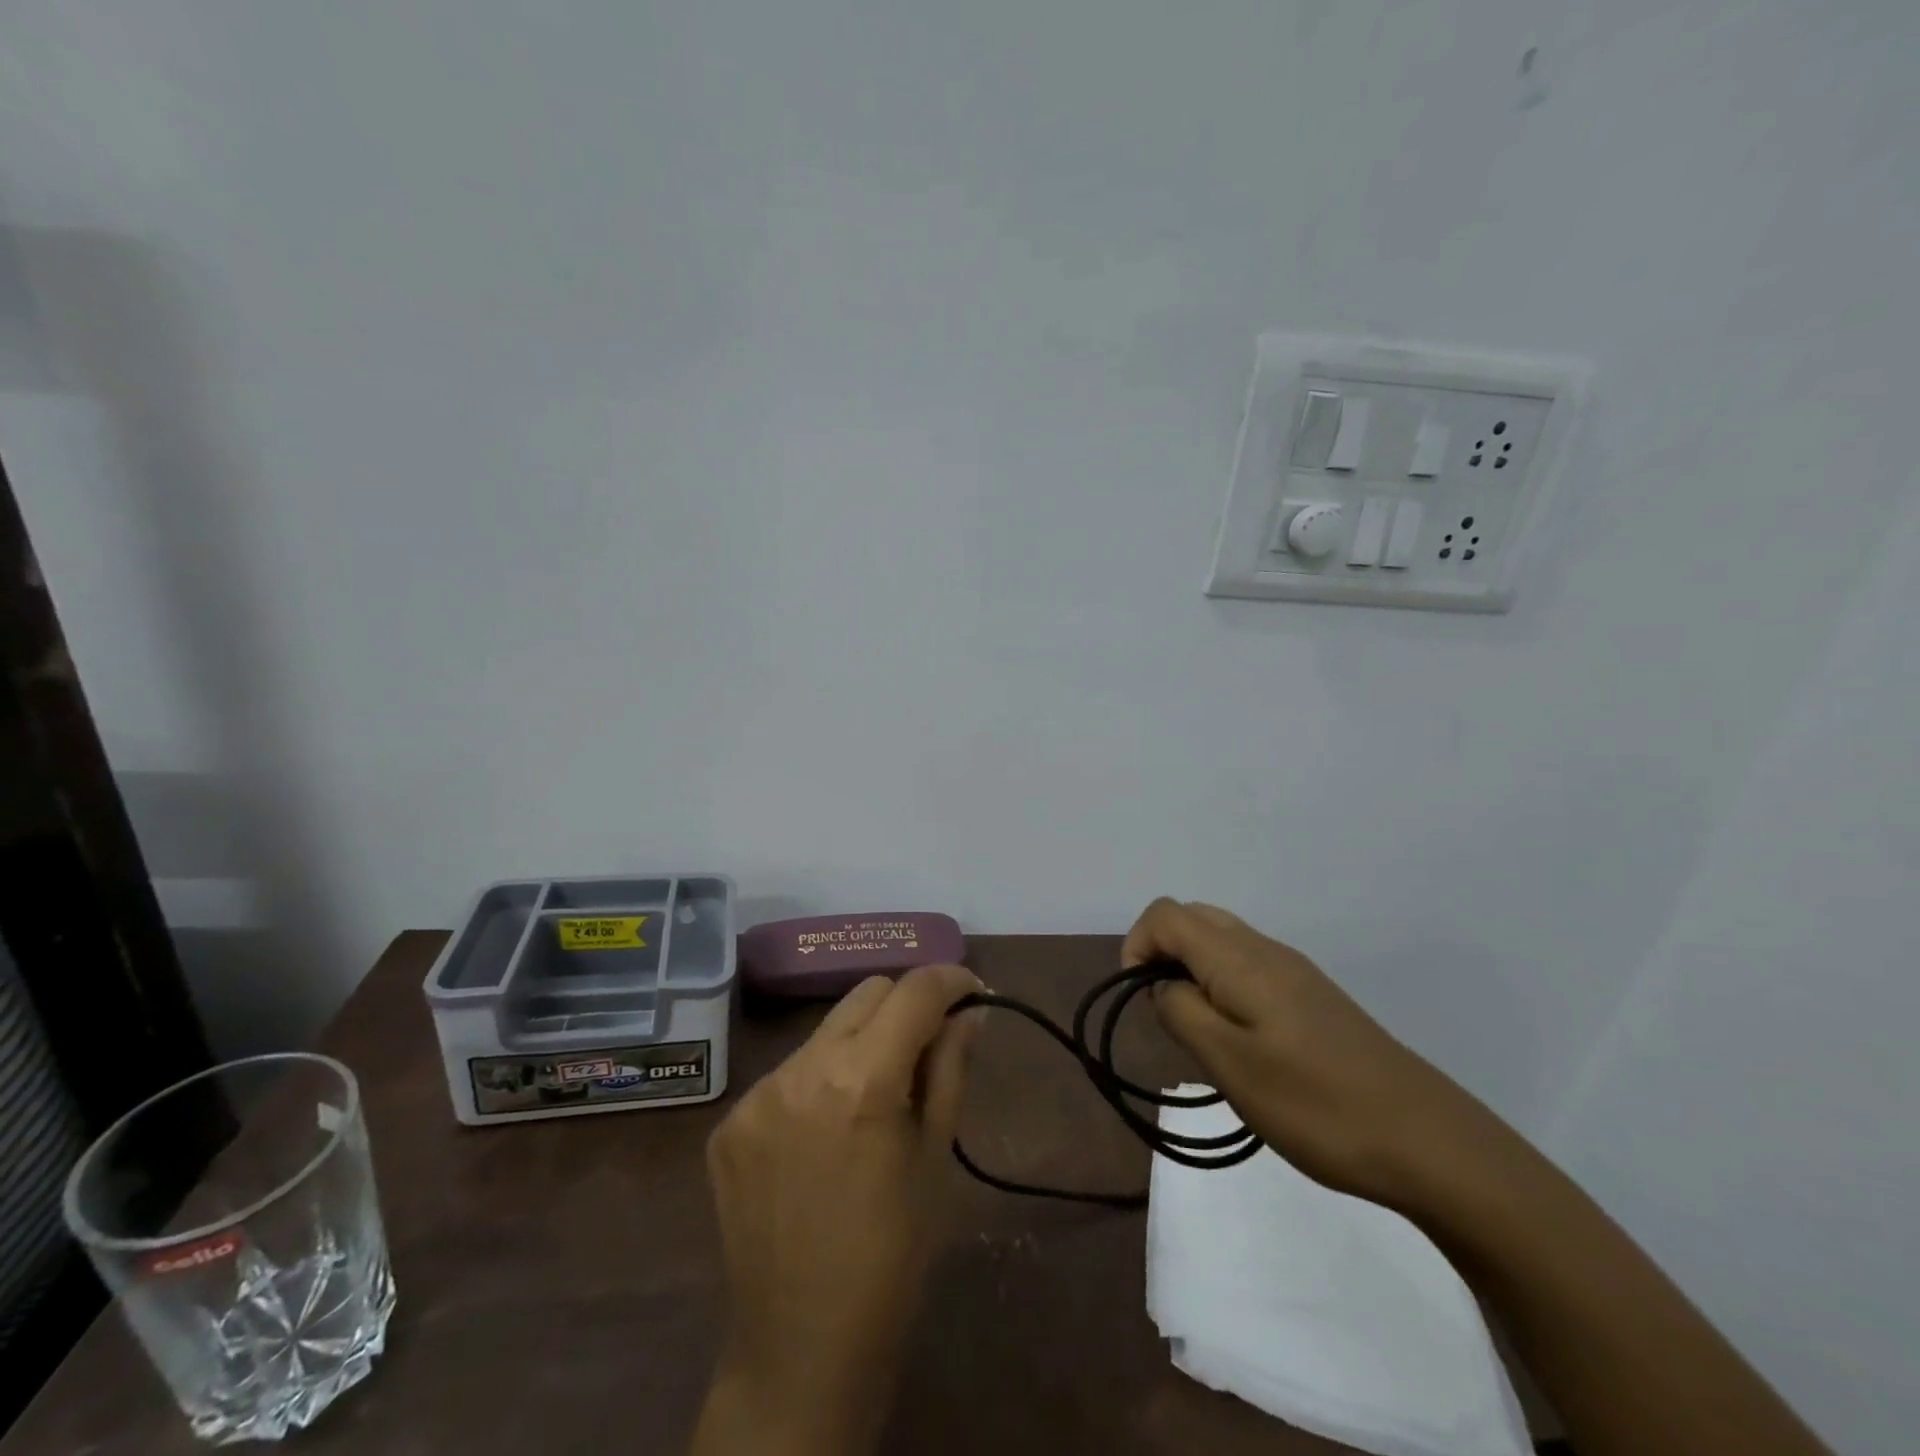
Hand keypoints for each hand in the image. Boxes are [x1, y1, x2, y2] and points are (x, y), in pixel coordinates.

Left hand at [692, 964, 980, 1455]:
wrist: (801, 1349)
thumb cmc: (893, 1255)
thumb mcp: (935, 1156)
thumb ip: (951, 1067)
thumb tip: (971, 1013)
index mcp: (862, 1079)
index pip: (914, 991)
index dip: (950, 979)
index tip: (970, 992)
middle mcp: (801, 1068)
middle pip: (866, 994)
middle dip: (904, 1005)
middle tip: (927, 1044)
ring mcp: (756, 1094)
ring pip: (825, 1031)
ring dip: (859, 1044)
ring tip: (872, 1098)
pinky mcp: (728, 1122)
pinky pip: (787, 1074)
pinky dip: (818, 1083)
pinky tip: (825, 1134)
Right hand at [1126, 898, 1490, 1208]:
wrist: (1427, 1141)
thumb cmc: (1316, 1104)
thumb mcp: (1229, 1064)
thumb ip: (1181, 1011)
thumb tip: (1162, 985)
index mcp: (1239, 958)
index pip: (1165, 915)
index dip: (1136, 946)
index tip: (1140, 1001)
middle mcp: (1265, 949)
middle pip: (1193, 918)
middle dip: (1162, 955)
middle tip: (1166, 1015)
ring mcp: (1294, 971)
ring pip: (1222, 942)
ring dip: (1193, 972)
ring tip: (1201, 1034)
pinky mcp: (1313, 997)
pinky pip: (1249, 967)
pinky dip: (1223, 986)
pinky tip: (1242, 1042)